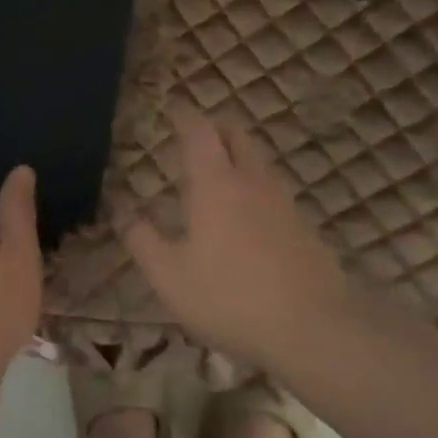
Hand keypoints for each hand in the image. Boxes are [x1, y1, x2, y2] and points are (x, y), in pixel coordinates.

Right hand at [123, 108, 356, 370]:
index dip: (185, 117)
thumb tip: (126, 215)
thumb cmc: (229, 297)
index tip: (173, 110)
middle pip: (238, 137)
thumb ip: (144, 242)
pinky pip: (275, 193)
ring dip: (240, 156)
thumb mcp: (170, 277)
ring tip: (220, 170)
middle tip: (198, 133)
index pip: (200, 133)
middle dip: (217, 128)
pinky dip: (256, 188)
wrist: (312, 327)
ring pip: (260, 163)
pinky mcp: (305, 229)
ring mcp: (285, 204)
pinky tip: (249, 215)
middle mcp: (253, 183)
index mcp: (215, 185)